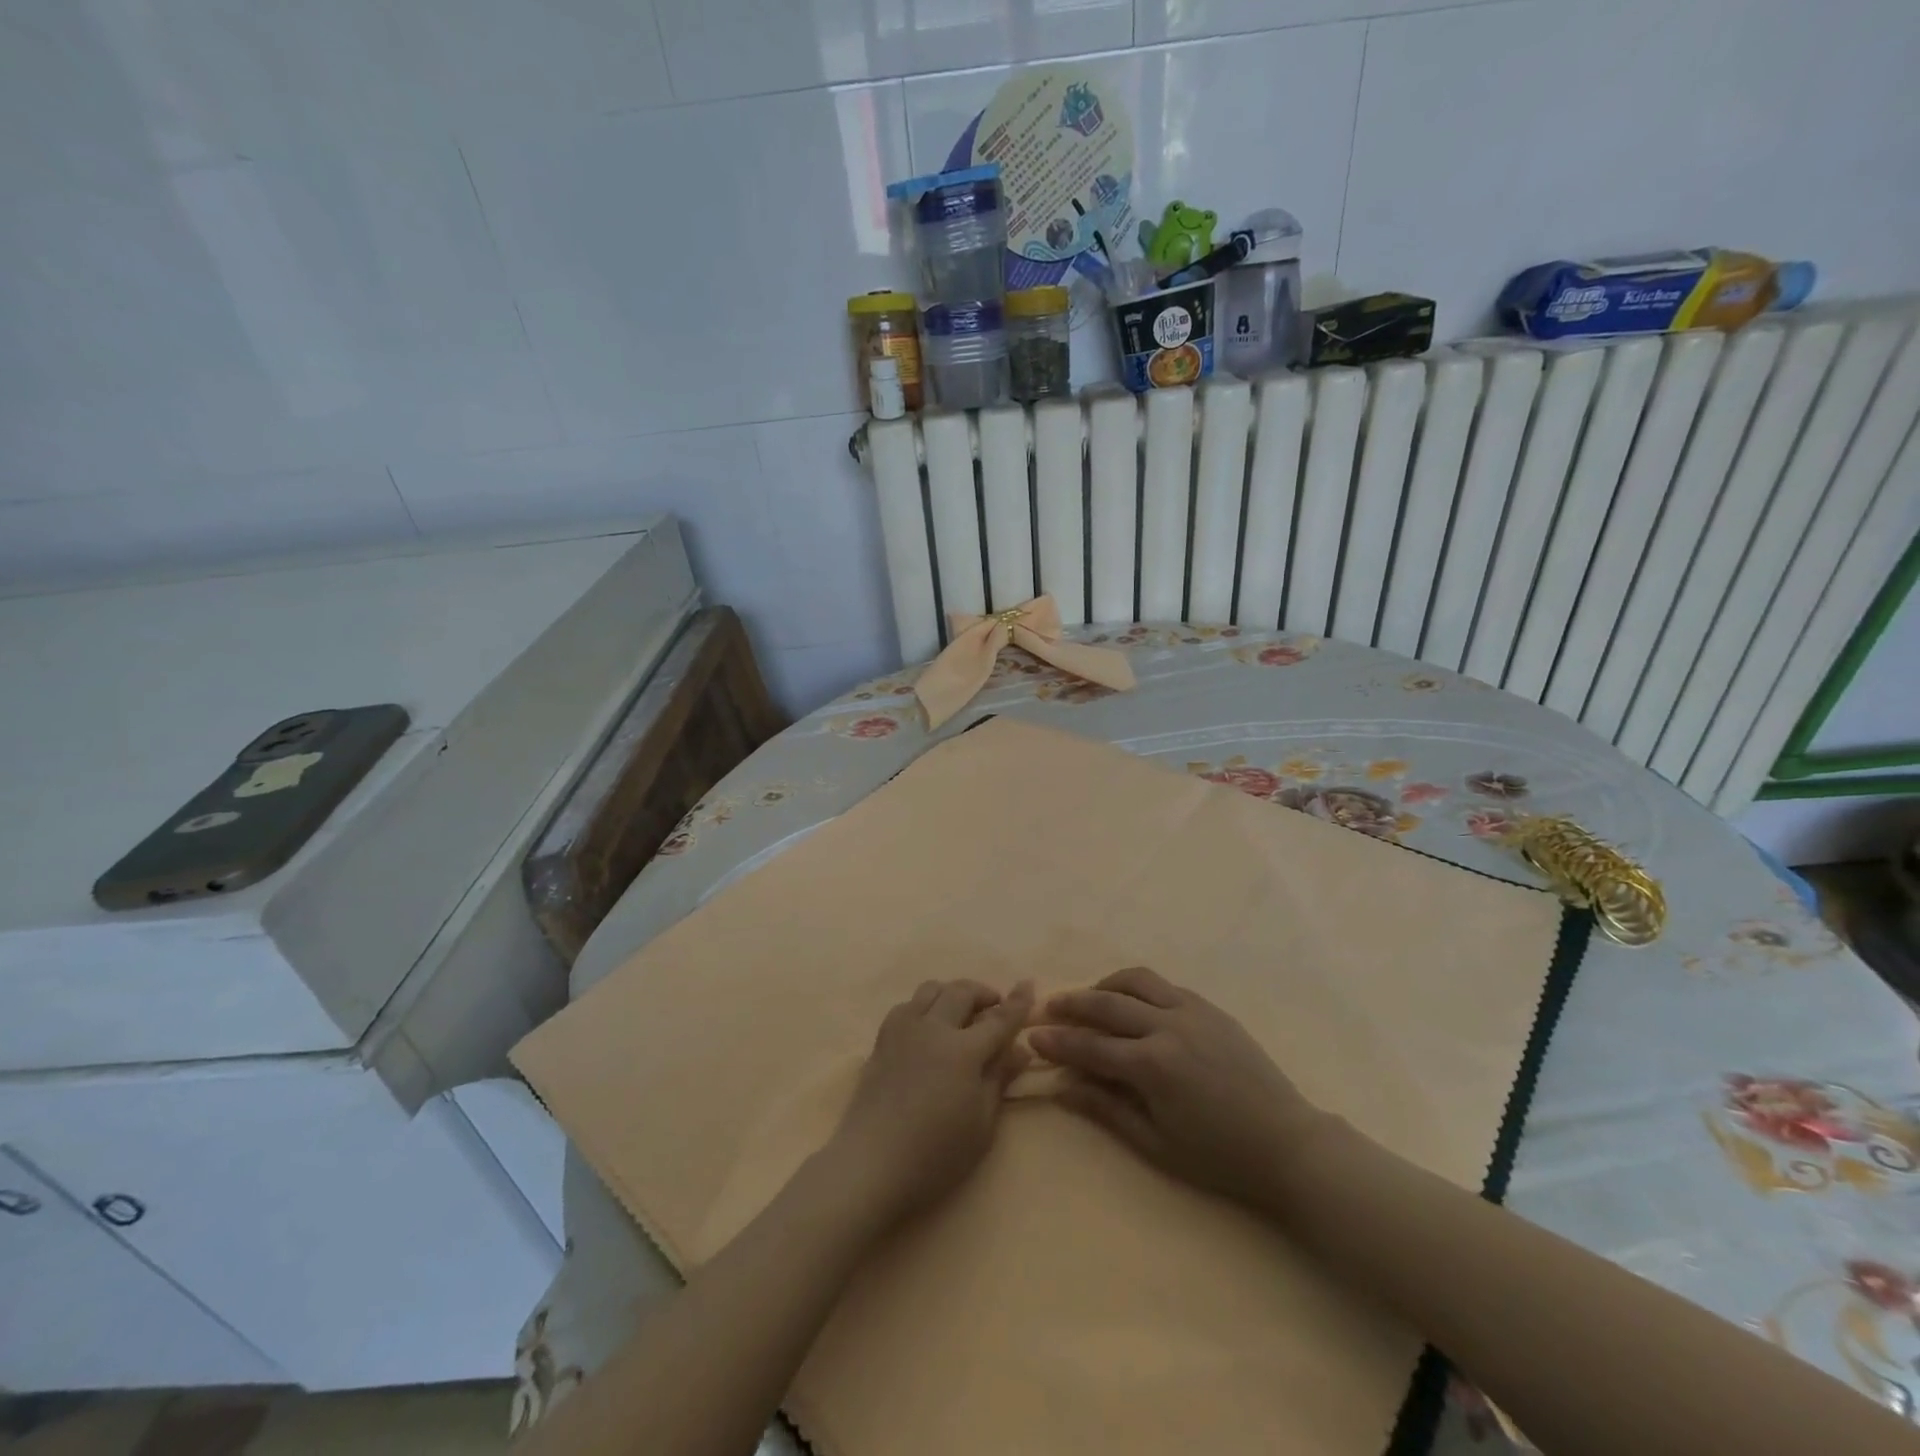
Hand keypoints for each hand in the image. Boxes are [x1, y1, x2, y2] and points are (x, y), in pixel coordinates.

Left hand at [824, 979, 1034, 1231]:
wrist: (871, 1164)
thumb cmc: (936, 1155)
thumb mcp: (981, 1126)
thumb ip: (999, 1080)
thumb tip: (1019, 1049)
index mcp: (963, 1051)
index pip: (998, 1019)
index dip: (1017, 1002)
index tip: (1029, 985)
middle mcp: (933, 1028)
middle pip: (962, 992)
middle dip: (984, 993)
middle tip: (994, 1008)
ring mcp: (903, 1030)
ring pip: (931, 990)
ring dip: (952, 993)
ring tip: (961, 1014)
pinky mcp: (881, 1040)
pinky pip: (906, 1006)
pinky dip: (924, 1006)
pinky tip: (927, 1027)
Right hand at [1029, 967, 1325, 1210]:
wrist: (1287, 1143)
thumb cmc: (1219, 1156)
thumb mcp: (1156, 1144)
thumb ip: (1106, 1109)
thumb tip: (1062, 1086)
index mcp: (1153, 1065)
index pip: (1091, 1045)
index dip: (1058, 1040)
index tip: (1032, 1034)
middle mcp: (1168, 1026)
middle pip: (1107, 1003)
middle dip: (1072, 1003)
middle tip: (1048, 1007)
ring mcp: (1192, 1011)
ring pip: (1136, 980)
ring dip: (1105, 985)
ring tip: (1089, 998)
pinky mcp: (1210, 1007)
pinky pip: (1164, 985)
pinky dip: (1137, 987)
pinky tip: (1131, 1003)